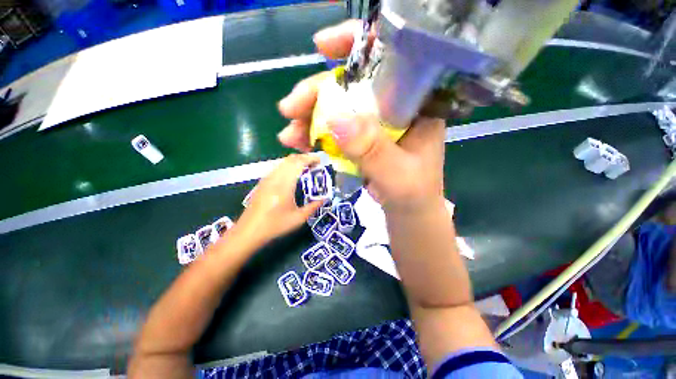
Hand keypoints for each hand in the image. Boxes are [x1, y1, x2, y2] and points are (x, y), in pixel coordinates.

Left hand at [235, 154, 322, 245]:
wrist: (249, 231)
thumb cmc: (275, 225)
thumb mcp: (298, 218)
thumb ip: (313, 207)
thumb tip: (324, 199)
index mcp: (284, 185)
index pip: (298, 163)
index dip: (310, 158)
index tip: (319, 160)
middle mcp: (275, 177)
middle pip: (290, 159)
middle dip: (304, 158)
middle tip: (315, 164)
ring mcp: (267, 179)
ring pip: (282, 162)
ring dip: (295, 161)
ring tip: (306, 168)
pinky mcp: (263, 182)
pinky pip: (277, 168)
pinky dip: (287, 166)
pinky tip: (292, 175)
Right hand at [278, 20, 445, 212]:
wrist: (409, 213)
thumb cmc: (413, 196)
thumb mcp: (397, 176)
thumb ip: (372, 150)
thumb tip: (336, 120)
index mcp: (415, 106)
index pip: (389, 60)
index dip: (355, 45)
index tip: (321, 46)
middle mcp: (393, 108)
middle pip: (352, 85)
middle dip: (318, 93)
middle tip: (289, 109)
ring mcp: (375, 124)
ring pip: (338, 108)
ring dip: (310, 118)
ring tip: (289, 135)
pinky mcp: (362, 140)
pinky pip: (334, 130)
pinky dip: (315, 134)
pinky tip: (298, 142)